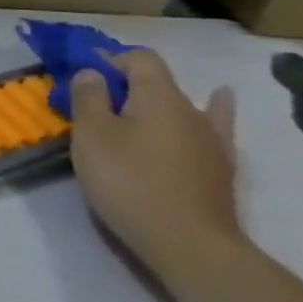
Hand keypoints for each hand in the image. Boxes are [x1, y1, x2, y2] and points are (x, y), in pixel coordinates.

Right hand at [68, 50, 244, 289]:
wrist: (188, 243)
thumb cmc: (129, 182)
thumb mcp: (92, 136)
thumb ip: (89, 98)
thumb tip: (93, 73)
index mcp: (159, 97)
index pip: (139, 58)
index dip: (109, 59)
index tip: (82, 77)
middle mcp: (191, 110)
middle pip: (158, 82)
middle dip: (125, 85)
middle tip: (94, 105)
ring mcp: (212, 140)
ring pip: (181, 106)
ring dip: (155, 103)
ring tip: (134, 111)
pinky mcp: (220, 167)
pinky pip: (215, 126)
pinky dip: (214, 110)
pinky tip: (219, 101)